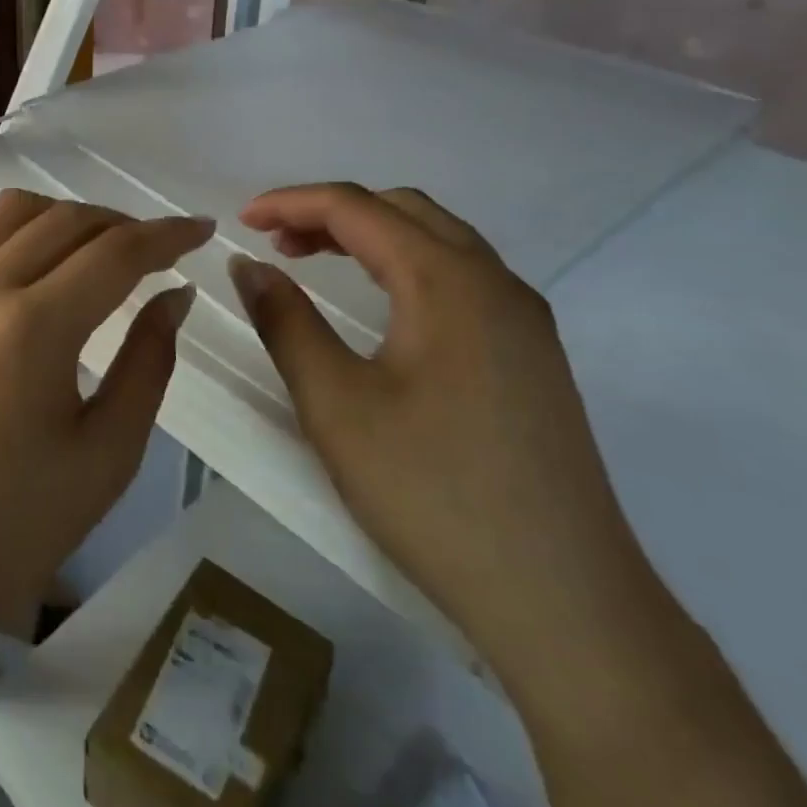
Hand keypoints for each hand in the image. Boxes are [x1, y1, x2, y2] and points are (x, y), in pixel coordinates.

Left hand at [0, 189, 212, 645]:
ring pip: (10, 211)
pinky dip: (8, 232)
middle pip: (65, 220)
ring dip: (63, 217)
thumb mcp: (107, 454)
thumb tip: (175, 295)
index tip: (201, 230)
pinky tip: (27, 264)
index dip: (167, 235)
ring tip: (93, 250)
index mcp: (32, 330)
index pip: (115, 253)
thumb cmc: (14, 525)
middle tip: (155, 252)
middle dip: (122, 224)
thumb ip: (149, 362)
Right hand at [227, 183, 658, 702]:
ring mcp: (523, 320)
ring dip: (371, 235)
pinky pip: (461, 277)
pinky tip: (382, 304)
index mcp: (448, 280)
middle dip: (331, 213)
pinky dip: (405, 265)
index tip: (242, 222)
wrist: (564, 604)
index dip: (292, 203)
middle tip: (276, 242)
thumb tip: (249, 265)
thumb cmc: (433, 493)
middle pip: (403, 210)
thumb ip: (286, 322)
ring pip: (437, 240)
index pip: (357, 208)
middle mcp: (495, 282)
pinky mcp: (532, 356)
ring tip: (314, 261)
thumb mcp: (336, 404)